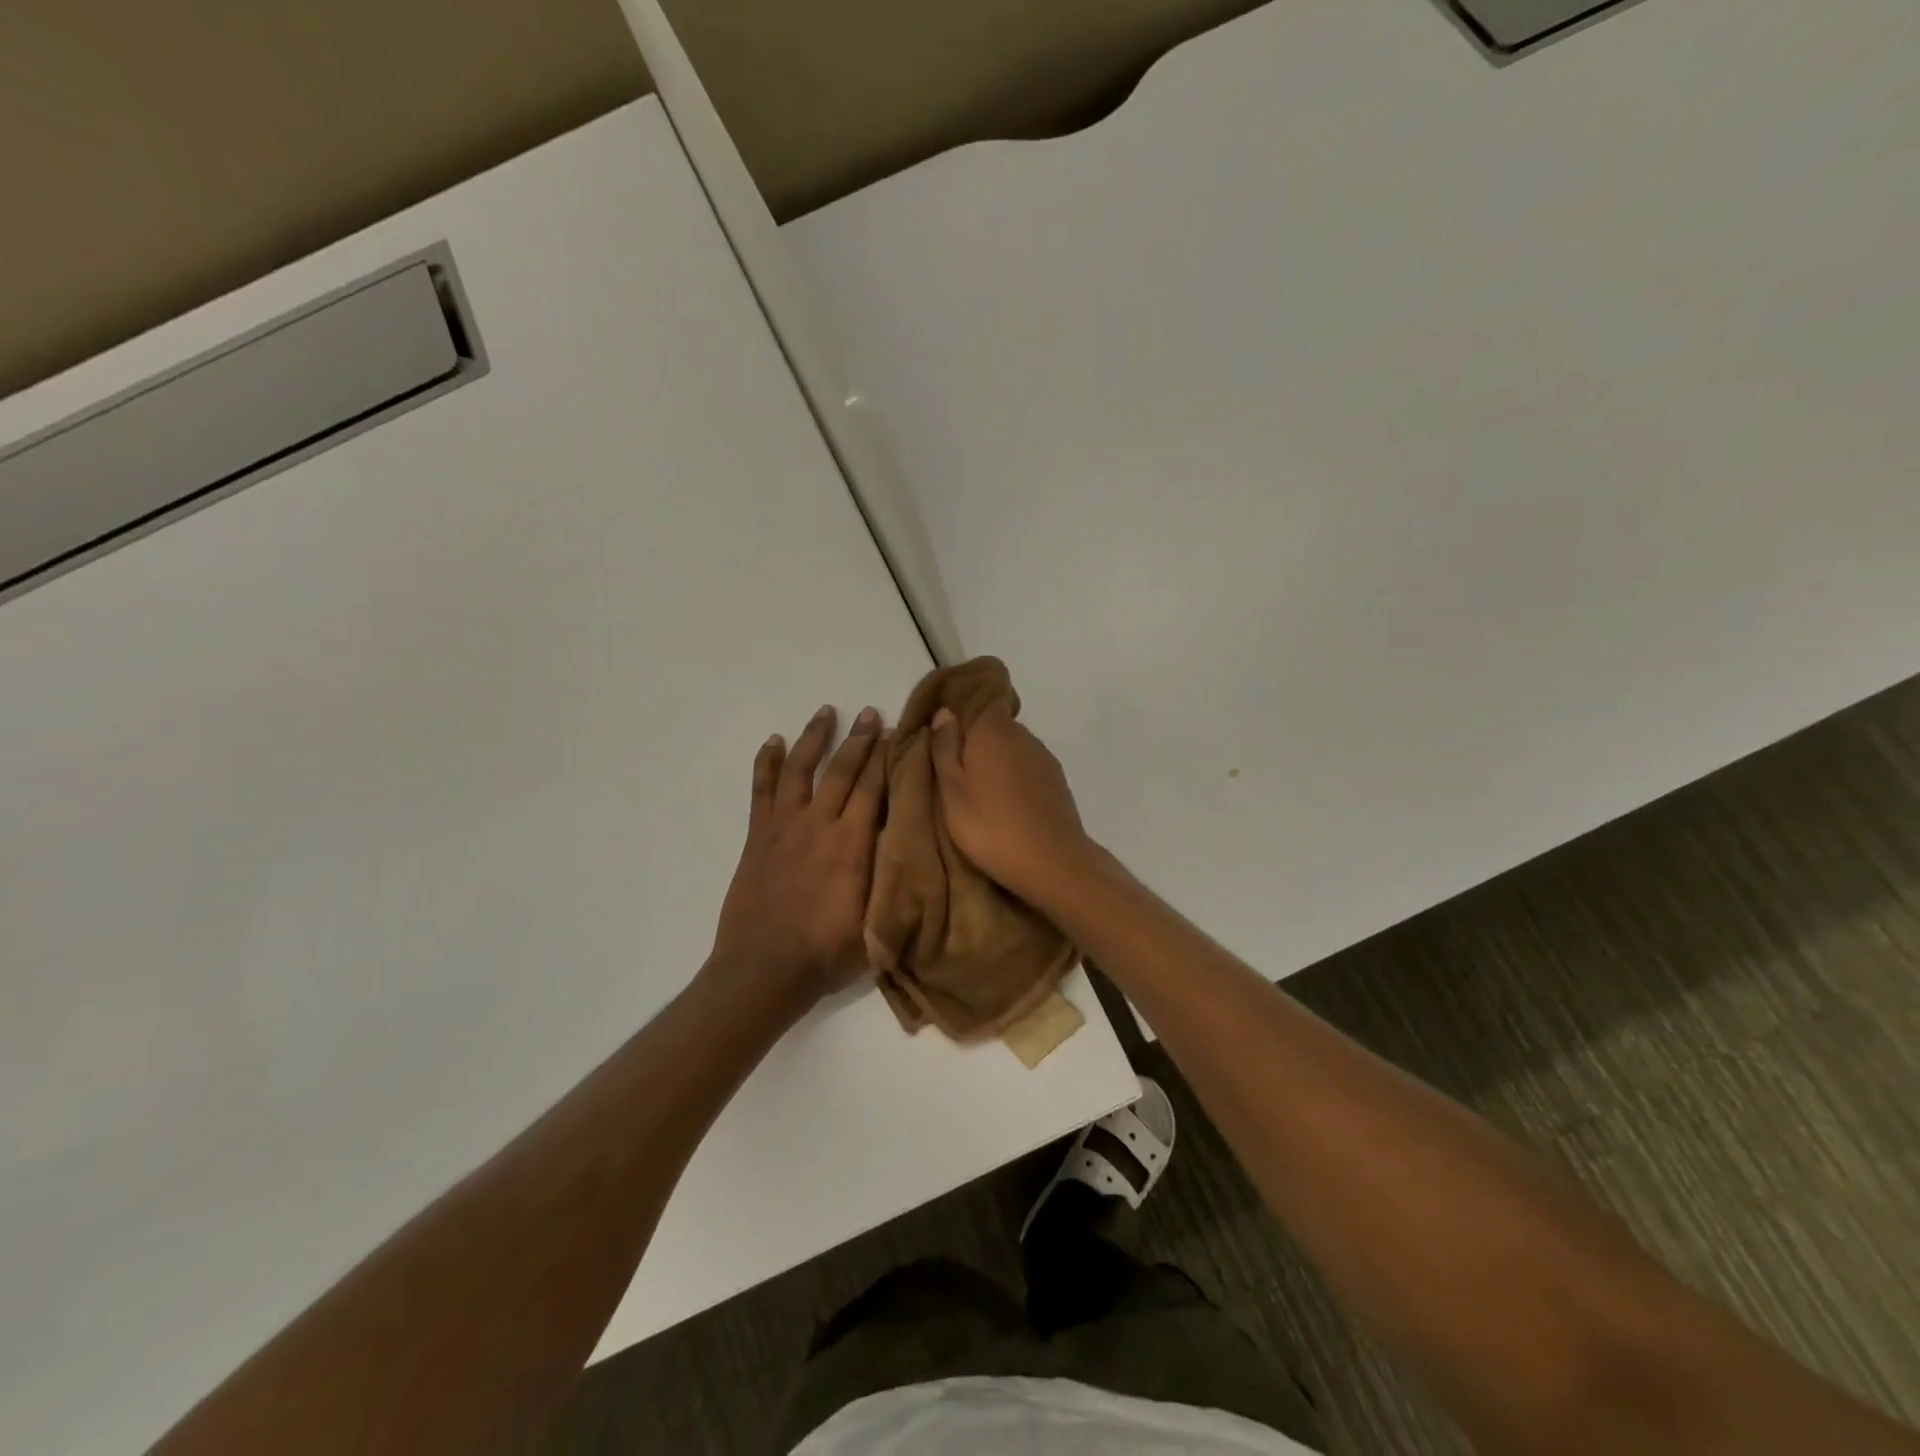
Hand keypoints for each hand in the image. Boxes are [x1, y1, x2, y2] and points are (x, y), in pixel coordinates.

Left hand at [710, 704, 886, 1008]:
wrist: (765, 969)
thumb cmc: (828, 952)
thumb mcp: (876, 920)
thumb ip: (892, 878)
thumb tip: (910, 843)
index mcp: (853, 843)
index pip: (875, 787)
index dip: (887, 758)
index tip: (897, 733)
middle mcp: (821, 824)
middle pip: (843, 770)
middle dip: (860, 739)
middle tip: (871, 713)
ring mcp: (785, 826)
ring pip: (801, 769)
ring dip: (814, 738)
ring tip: (825, 711)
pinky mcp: (759, 836)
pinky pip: (762, 790)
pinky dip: (767, 763)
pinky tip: (772, 742)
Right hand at [928, 701, 1095, 905]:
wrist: (1053, 862)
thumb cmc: (990, 826)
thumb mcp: (952, 791)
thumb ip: (945, 749)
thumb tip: (945, 712)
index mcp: (993, 731)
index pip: (982, 697)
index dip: (964, 705)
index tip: (946, 726)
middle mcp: (1022, 735)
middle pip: (995, 724)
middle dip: (975, 738)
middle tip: (953, 766)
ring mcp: (1043, 758)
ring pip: (1012, 747)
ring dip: (995, 759)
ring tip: (977, 789)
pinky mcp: (1056, 781)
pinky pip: (1026, 766)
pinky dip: (1013, 776)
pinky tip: (1003, 802)